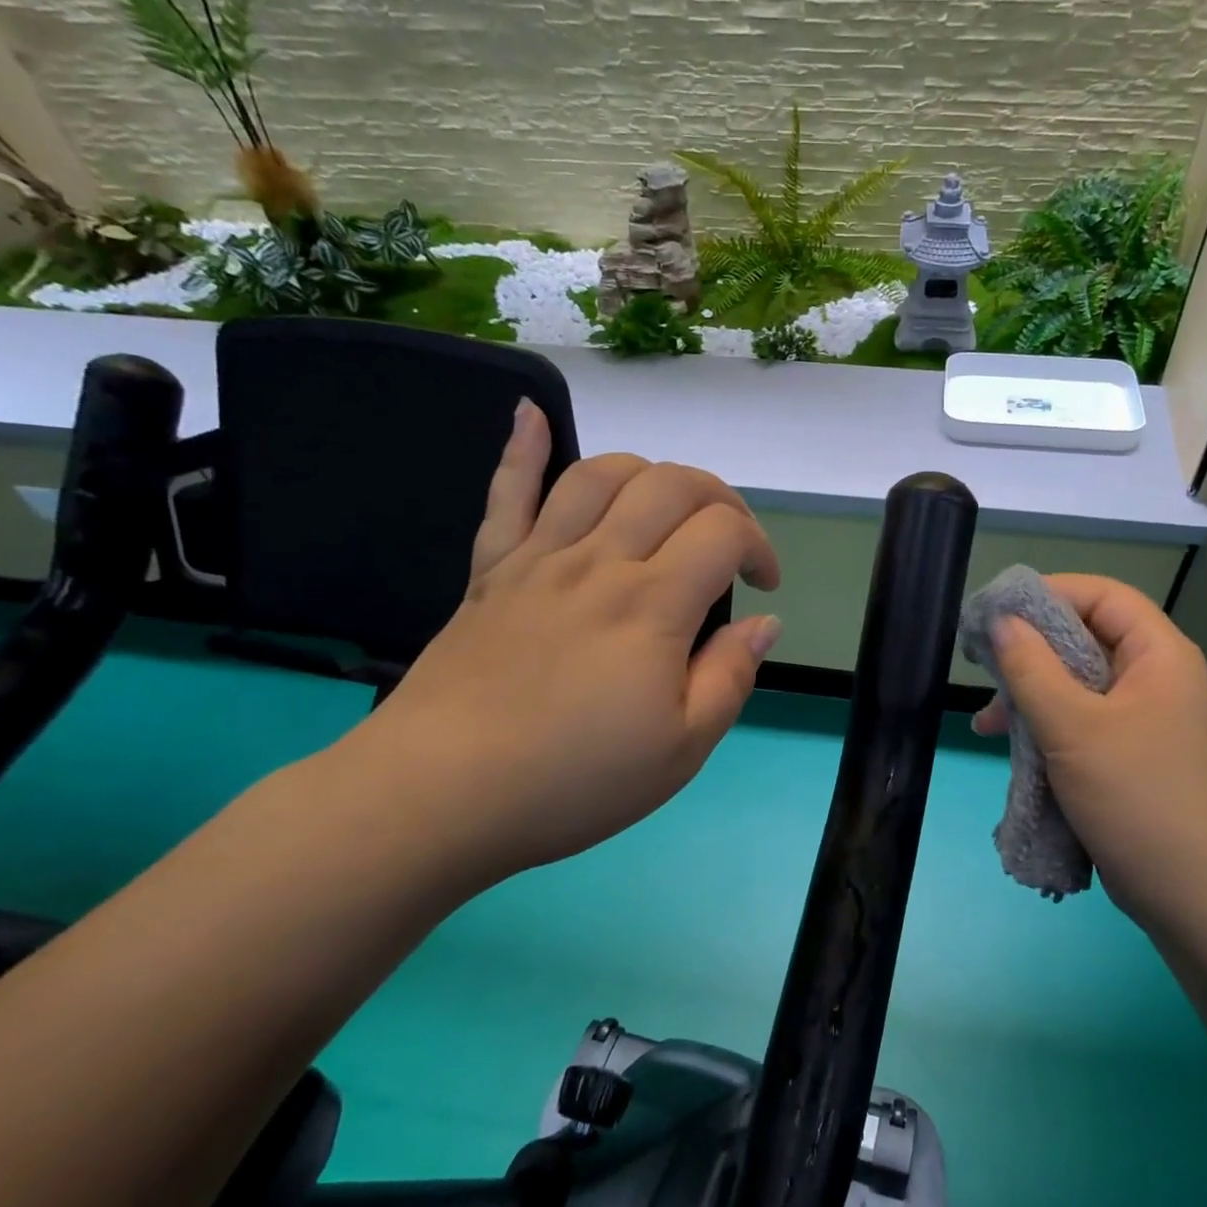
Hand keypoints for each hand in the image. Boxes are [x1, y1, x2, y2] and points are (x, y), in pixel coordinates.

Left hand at [334, 400, 781, 893]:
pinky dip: (522, 448)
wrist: (440, 795)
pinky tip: (530, 412)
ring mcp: (539, 559)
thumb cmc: (574, 781)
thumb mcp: (682, 749)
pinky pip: (507, 494)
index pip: (723, 532)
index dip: (760, 547)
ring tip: (666, 507)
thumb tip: (765, 622)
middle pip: (671, 485)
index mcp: (652, 605)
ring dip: (649, 473)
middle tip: (729, 545)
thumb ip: (731, 676)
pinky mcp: (491, 571)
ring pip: (601, 474)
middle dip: (719, 500)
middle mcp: (599, 561)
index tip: (764, 589)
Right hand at [973, 574, 1206, 925]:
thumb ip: (1031, 668)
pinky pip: (1082, 719)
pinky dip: (1046, 724)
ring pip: (1078, 683)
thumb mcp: (1072, 726)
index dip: (1050, 594)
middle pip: (1087, 638)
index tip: (998, 611)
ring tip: (986, 720)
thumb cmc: (1134, 796)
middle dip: (1031, 650)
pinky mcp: (1130, 752)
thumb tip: (1001, 621)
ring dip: (1031, 694)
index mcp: (1160, 655)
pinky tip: (1008, 743)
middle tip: (983, 664)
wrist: (1189, 892)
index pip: (1103, 596)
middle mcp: (1156, 677)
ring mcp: (1145, 717)